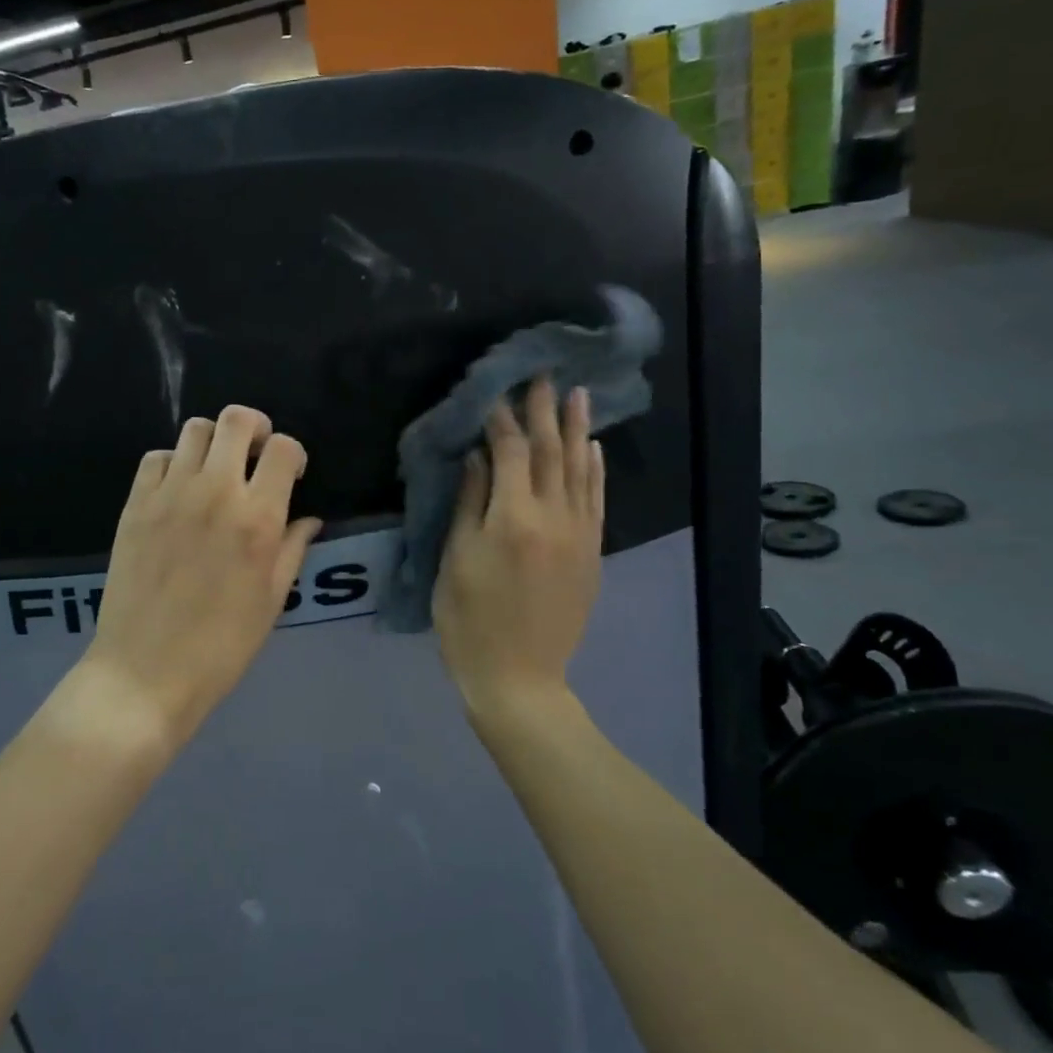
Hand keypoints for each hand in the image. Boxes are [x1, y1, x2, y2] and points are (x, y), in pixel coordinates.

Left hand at [78, 405, 322, 747]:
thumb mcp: (272, 601)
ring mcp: (170, 495)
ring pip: (195, 429)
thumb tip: (308, 519)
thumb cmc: (221, 646)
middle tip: (255, 454)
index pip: (282, 448)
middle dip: (254, 428)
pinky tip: (179, 490)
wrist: (145, 672)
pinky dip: (174, 462)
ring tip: (216, 470)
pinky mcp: (135, 505)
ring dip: (214, 441)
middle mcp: (215, 493)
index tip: (290, 473)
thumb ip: (292, 549)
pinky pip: (157, 457)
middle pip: (236, 420)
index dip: (292, 453)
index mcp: (257, 519)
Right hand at [434, 378, 603, 712]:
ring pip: (580, 470)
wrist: (519, 677)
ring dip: (577, 430)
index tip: (496, 392)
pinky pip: (597, 500)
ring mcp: (580, 535)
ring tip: (576, 395)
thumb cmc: (469, 621)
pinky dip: (595, 469)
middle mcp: (554, 518)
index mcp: (513, 519)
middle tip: (542, 375)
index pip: (511, 454)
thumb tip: (481, 457)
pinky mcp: (592, 553)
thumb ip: (470, 504)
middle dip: (544, 412)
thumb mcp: (456, 561)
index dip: (503, 420)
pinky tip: (592, 447)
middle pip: (550, 453)